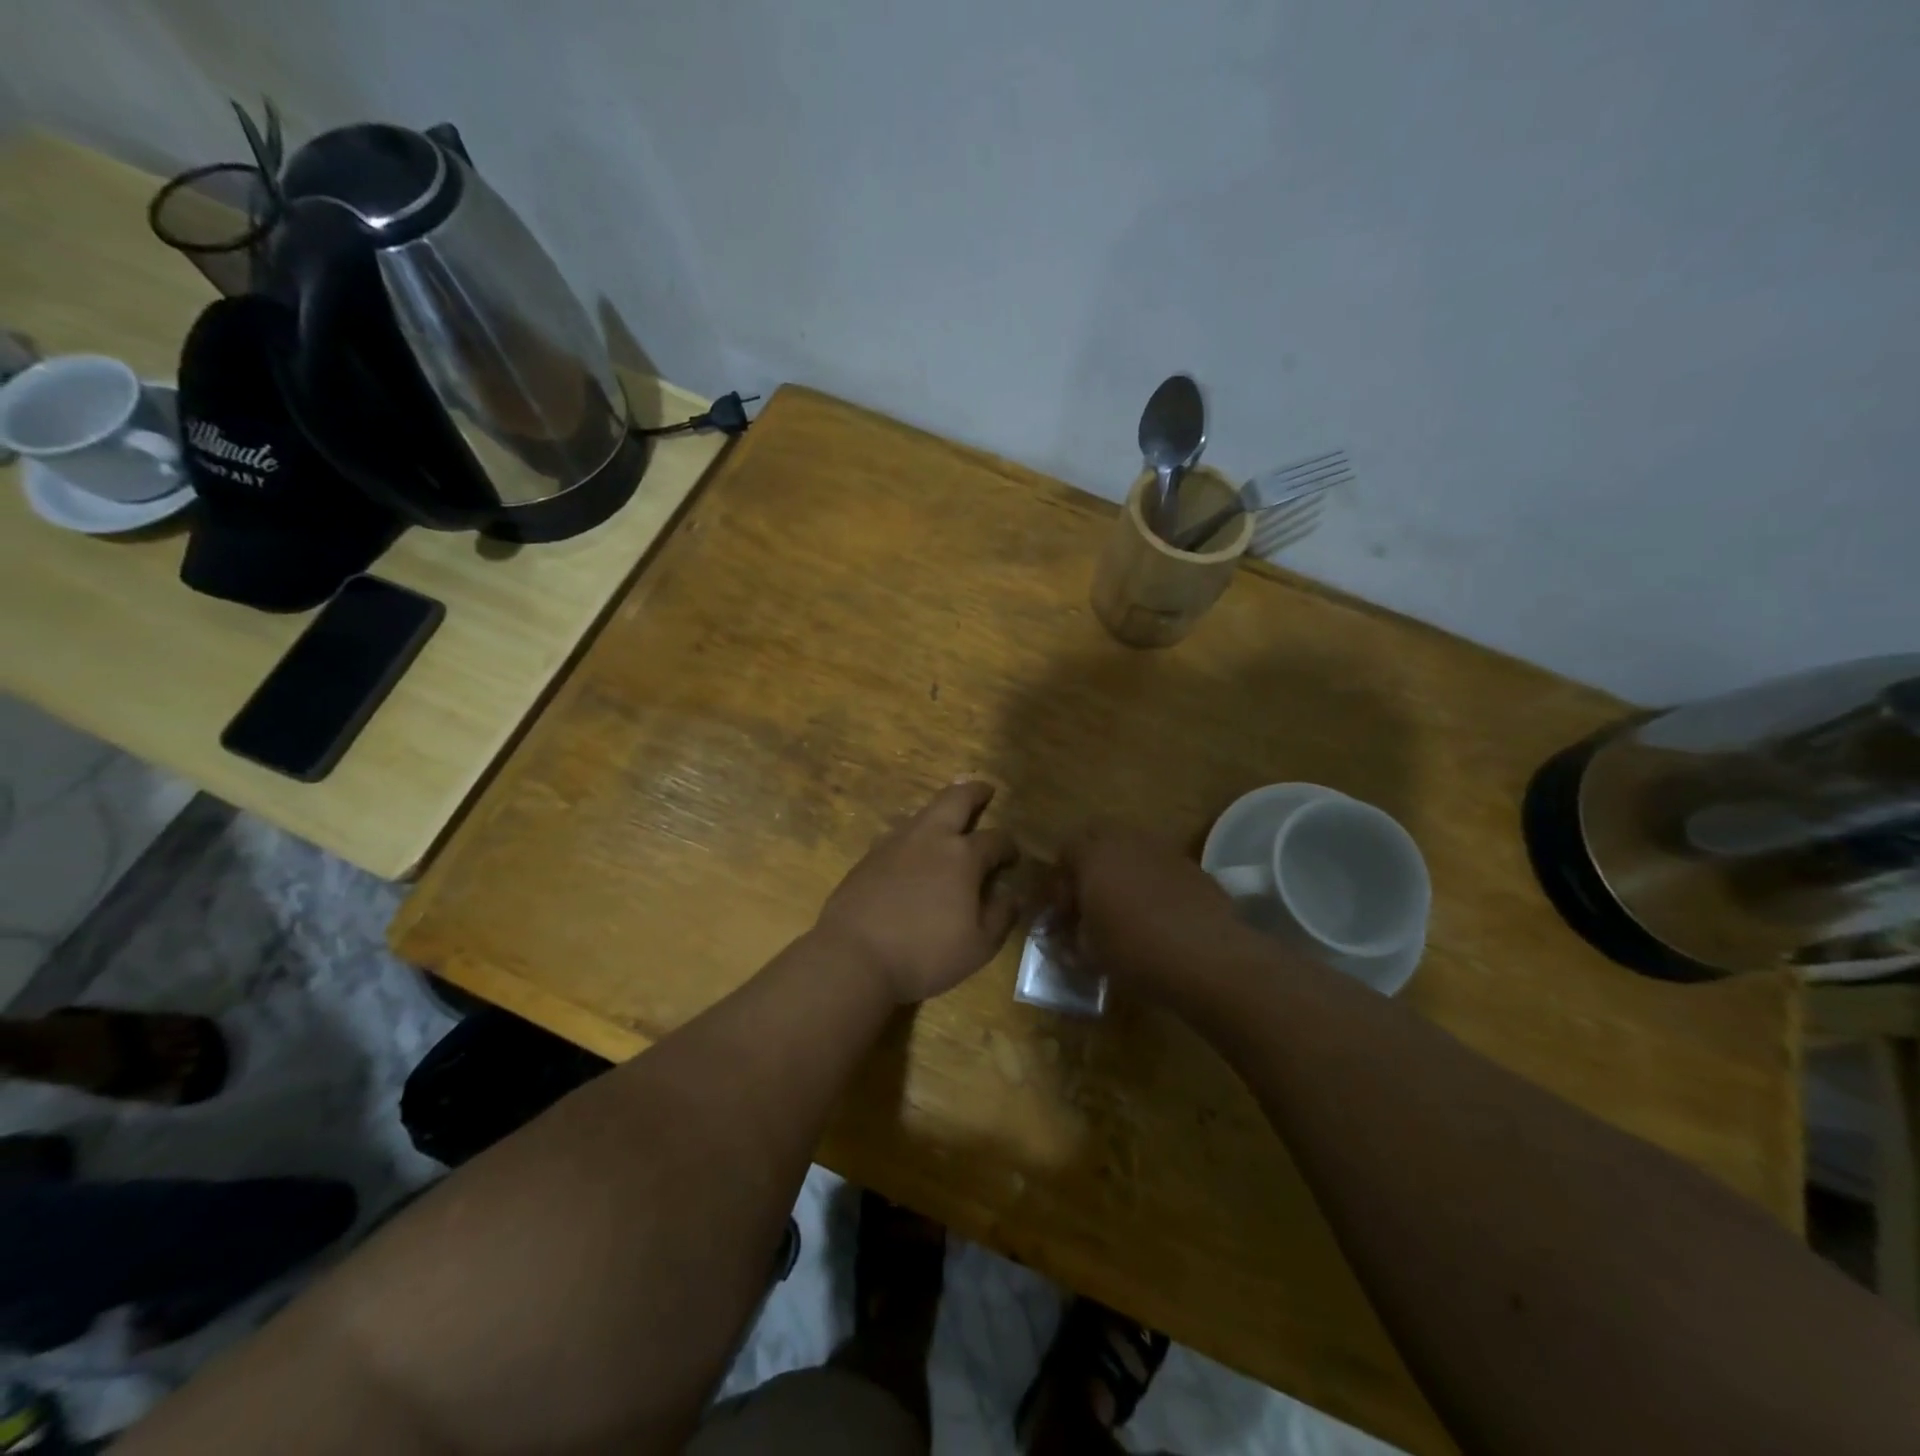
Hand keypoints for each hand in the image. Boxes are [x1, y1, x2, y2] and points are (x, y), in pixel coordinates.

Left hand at [815, 781, 1022, 1003]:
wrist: (853, 956)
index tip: (1013, 857)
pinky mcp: (869, 856)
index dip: (1009, 846)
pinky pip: (899, 834)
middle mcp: (930, 838)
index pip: (995, 839)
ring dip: (942, 811)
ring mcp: (895, 843)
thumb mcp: (978, 946)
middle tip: (985, 790)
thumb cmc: (925, 954)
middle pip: (956, 799)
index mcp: (963, 856)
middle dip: (974, 792)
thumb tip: (1012, 894)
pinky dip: (915, 833)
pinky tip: (914, 850)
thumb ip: (1001, 915)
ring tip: (950, 820)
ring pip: (923, 812)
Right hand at [1052, 824, 1241, 998]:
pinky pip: (1161, 865)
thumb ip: (1071, 939)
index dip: (1060, 882)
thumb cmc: (1135, 950)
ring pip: (1133, 847)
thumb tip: (1067, 939)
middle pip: (1098, 835)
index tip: (1066, 916)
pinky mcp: (1193, 867)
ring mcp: (1164, 850)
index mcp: (1094, 855)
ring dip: (1122, 868)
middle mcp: (1127, 841)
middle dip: (1089, 861)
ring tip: (1125, 907)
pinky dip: (1152, 880)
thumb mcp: (1090, 953)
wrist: (1209, 957)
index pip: (1065, 849)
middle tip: (1090, 899)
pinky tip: (1158, 914)